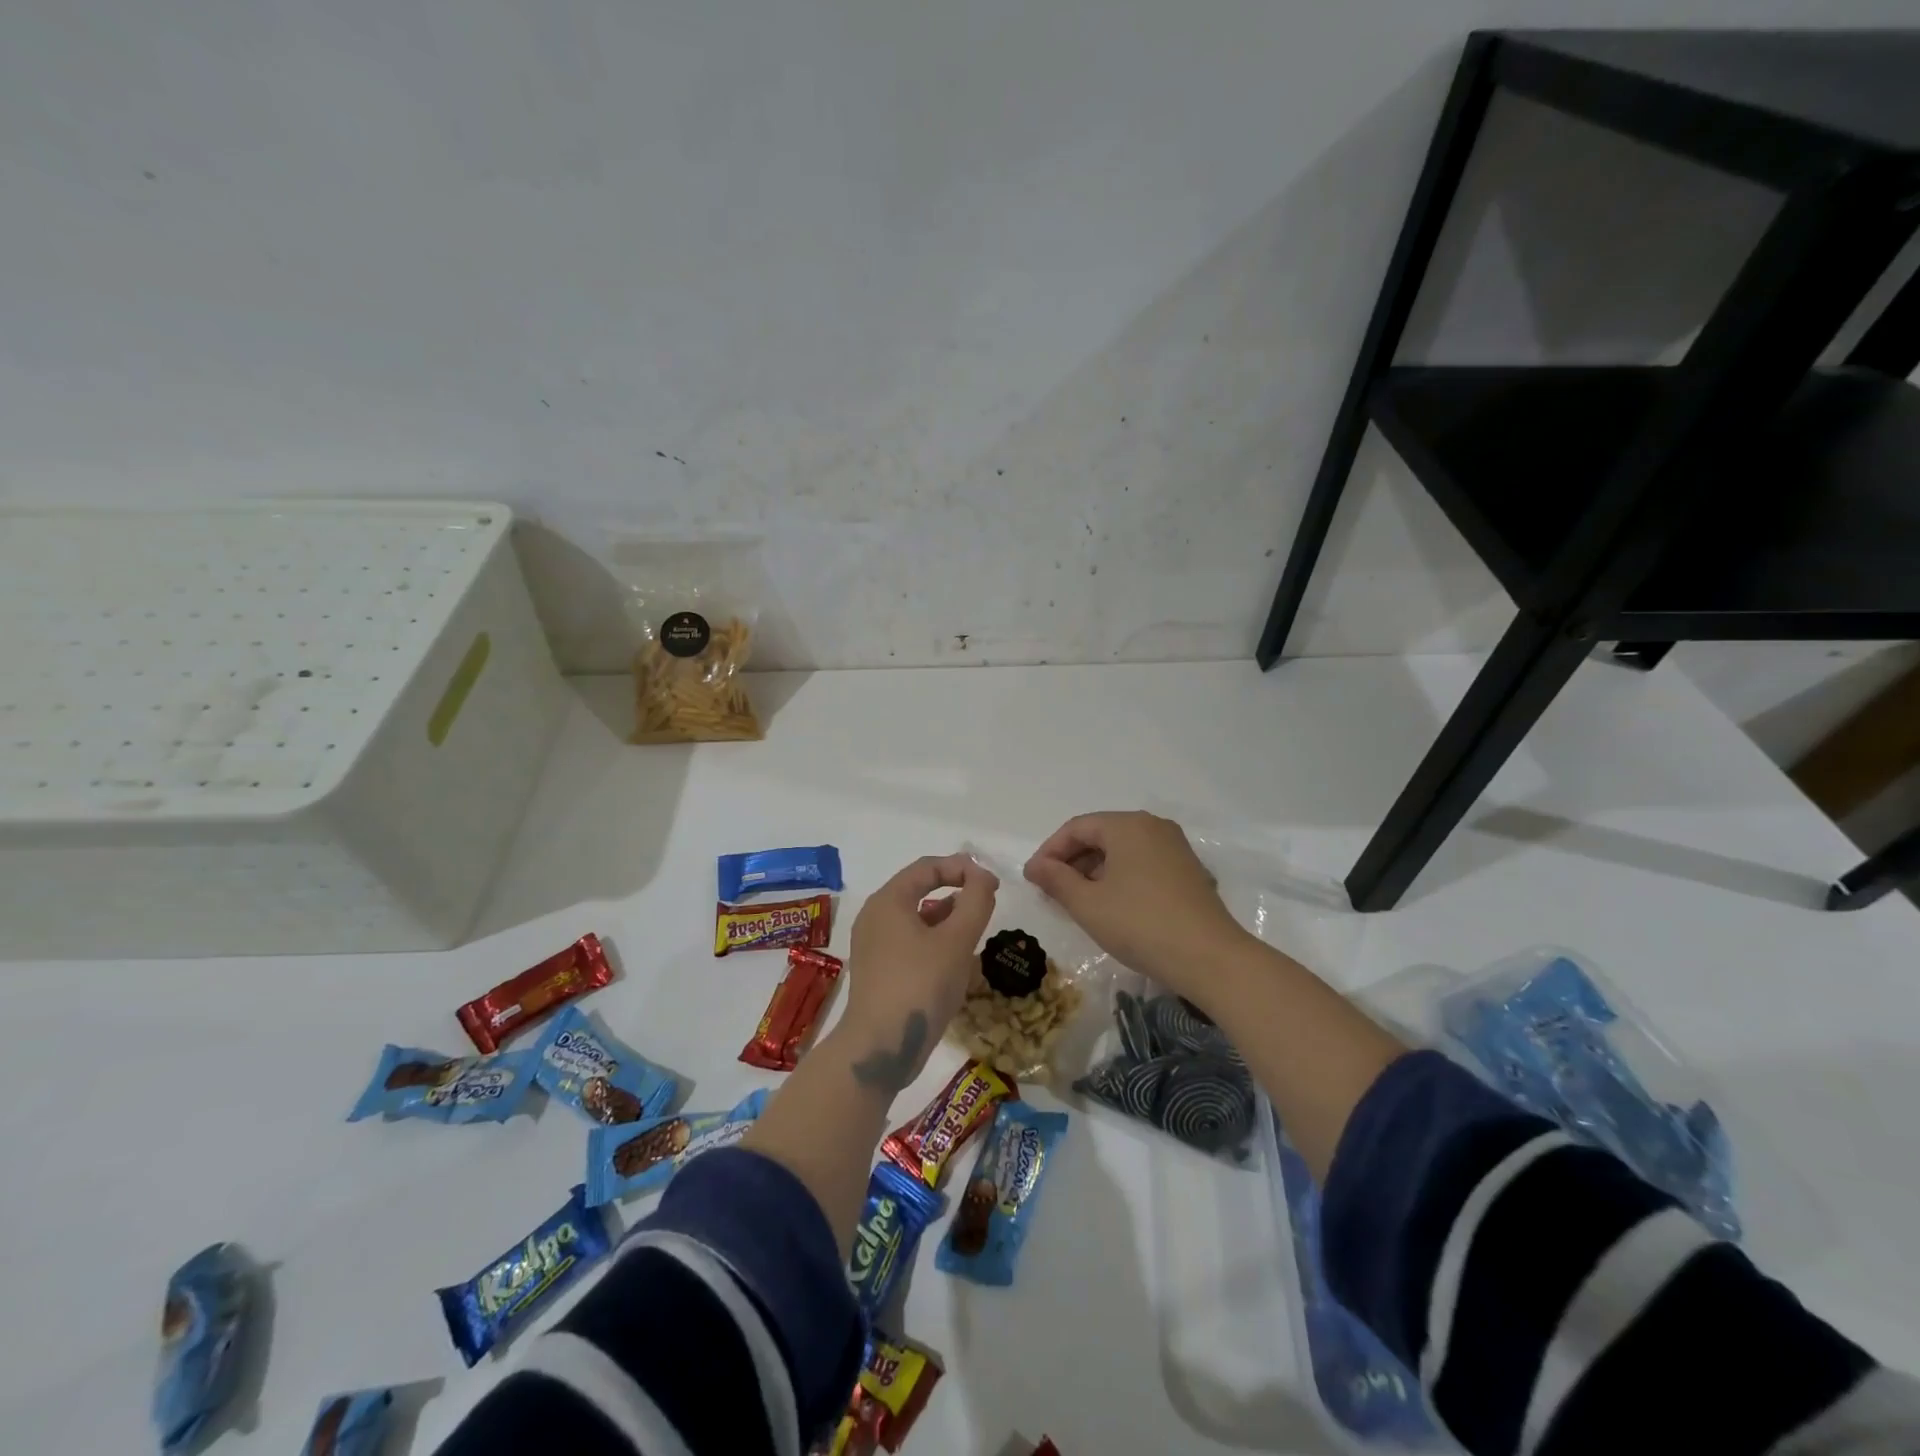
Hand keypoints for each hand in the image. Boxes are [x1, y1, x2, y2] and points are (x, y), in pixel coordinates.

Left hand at [840, 853, 998, 1091]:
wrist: (879, 1048)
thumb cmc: (920, 985)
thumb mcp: (957, 941)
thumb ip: (975, 902)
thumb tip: (983, 878)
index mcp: (889, 901)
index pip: (927, 867)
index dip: (962, 867)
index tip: (993, 883)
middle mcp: (876, 916)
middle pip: (919, 889)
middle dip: (956, 891)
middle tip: (986, 902)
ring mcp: (874, 945)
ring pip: (916, 918)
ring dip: (947, 917)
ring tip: (975, 930)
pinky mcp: (879, 970)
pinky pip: (910, 942)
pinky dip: (935, 941)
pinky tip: (956, 960)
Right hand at [1024, 811, 1250, 999]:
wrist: (1210, 958)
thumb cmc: (1140, 924)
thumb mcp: (1088, 904)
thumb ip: (1056, 880)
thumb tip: (1036, 866)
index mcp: (1127, 825)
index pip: (1077, 828)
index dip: (1050, 851)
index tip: (1033, 879)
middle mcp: (1153, 827)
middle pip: (1101, 835)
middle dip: (1072, 861)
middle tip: (1051, 891)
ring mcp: (1175, 848)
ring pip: (1123, 851)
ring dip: (1095, 871)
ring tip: (1078, 902)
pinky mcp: (1189, 871)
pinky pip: (1143, 864)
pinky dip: (1120, 878)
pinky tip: (1112, 906)